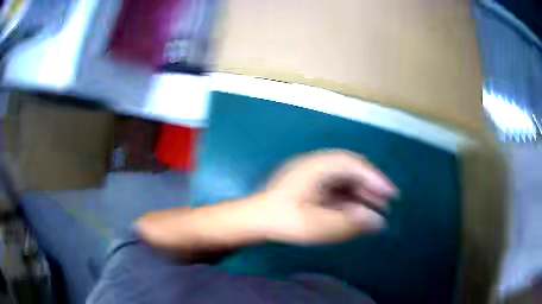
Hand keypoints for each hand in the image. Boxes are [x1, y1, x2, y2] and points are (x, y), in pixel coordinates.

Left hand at [258, 150, 398, 243]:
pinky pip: (336, 189)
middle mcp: (316, 166)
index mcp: (317, 167)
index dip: (375, 177)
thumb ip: (350, 223)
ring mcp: (312, 175)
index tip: (391, 193)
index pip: (354, 165)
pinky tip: (357, 212)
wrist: (253, 221)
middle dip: (370, 186)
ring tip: (376, 209)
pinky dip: (349, 199)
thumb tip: (379, 222)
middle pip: (351, 171)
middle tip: (386, 203)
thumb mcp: (318, 225)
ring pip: (345, 180)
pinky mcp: (310, 186)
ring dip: (361, 193)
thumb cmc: (283, 221)